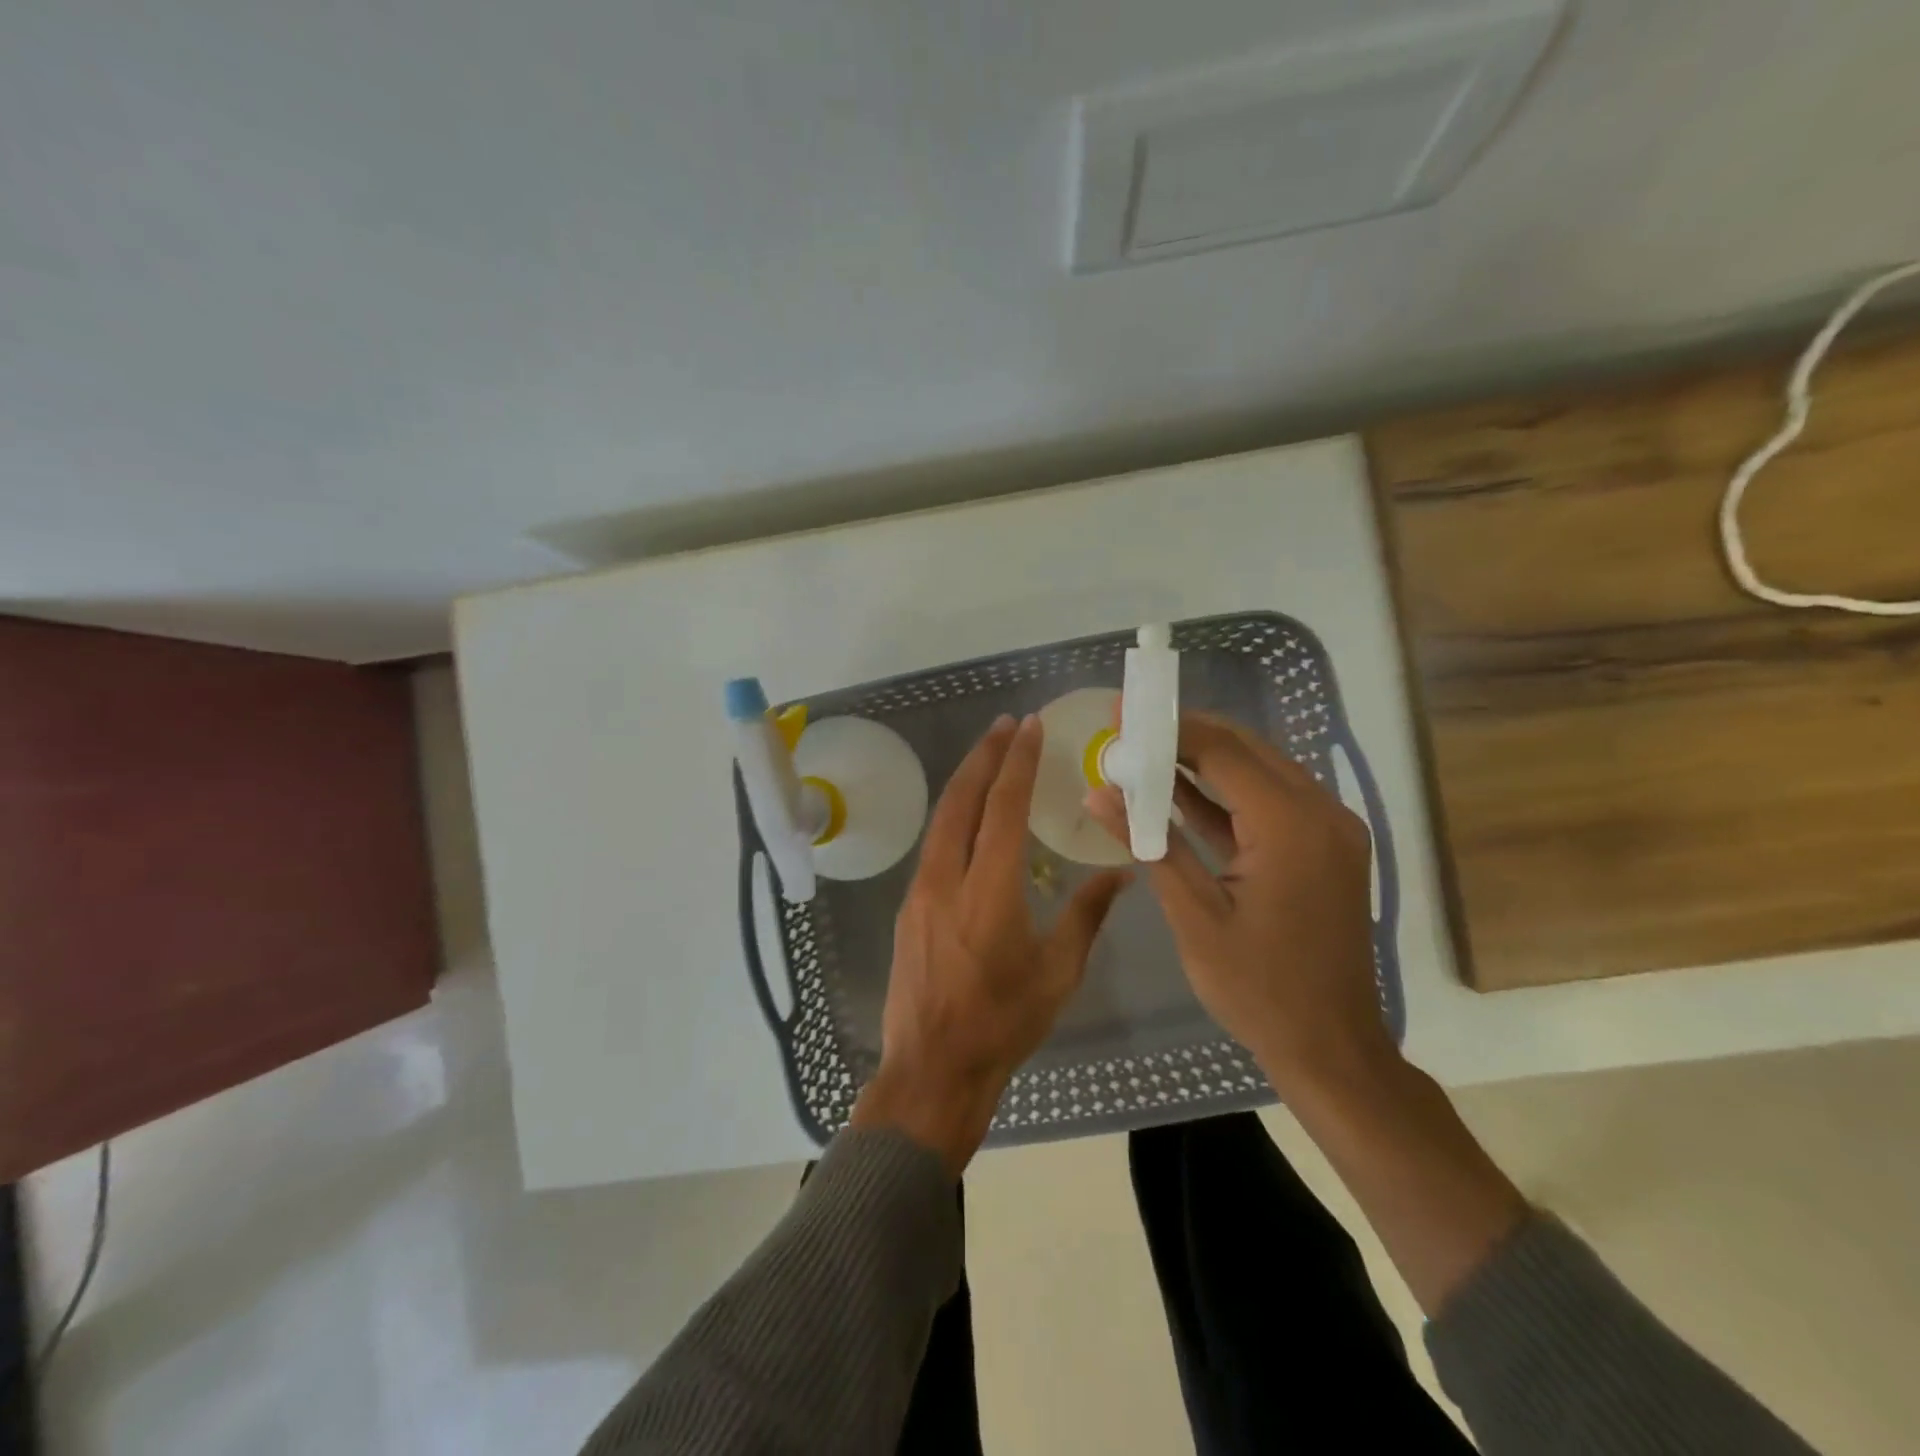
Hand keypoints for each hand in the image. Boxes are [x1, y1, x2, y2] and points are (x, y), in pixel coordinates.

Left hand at [852, 714, 1128, 1173]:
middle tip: (1006, 725)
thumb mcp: (1058, 973)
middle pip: (961, 801)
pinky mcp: (909, 908)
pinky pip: (934, 846)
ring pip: (942, 820)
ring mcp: (920, 892)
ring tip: (989, 755)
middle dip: (984, 756)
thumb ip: (1087, 914)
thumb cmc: (1003, 1025)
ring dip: (965, 782)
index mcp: (988, 891)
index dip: (1016, 763)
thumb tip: (1120, 871)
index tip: (1028, 728)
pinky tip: (970, 816)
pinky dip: (954, 816)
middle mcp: (946, 879)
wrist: (931, 1071)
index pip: (1001, 808)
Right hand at [1087, 712, 1395, 1102]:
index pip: (1222, 752)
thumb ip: (1149, 843)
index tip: (1121, 713)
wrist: (1331, 1047)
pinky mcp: (1323, 847)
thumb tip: (1098, 793)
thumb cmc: (1257, 988)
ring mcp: (1328, 829)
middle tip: (1127, 728)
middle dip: (1184, 735)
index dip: (1168, 728)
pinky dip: (1225, 795)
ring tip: (1143, 752)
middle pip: (1244, 750)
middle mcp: (1321, 813)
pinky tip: (1178, 790)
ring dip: (1203, 761)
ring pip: (1258, 771)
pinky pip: (1269, 803)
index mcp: (1291, 826)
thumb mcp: (1193, 914)